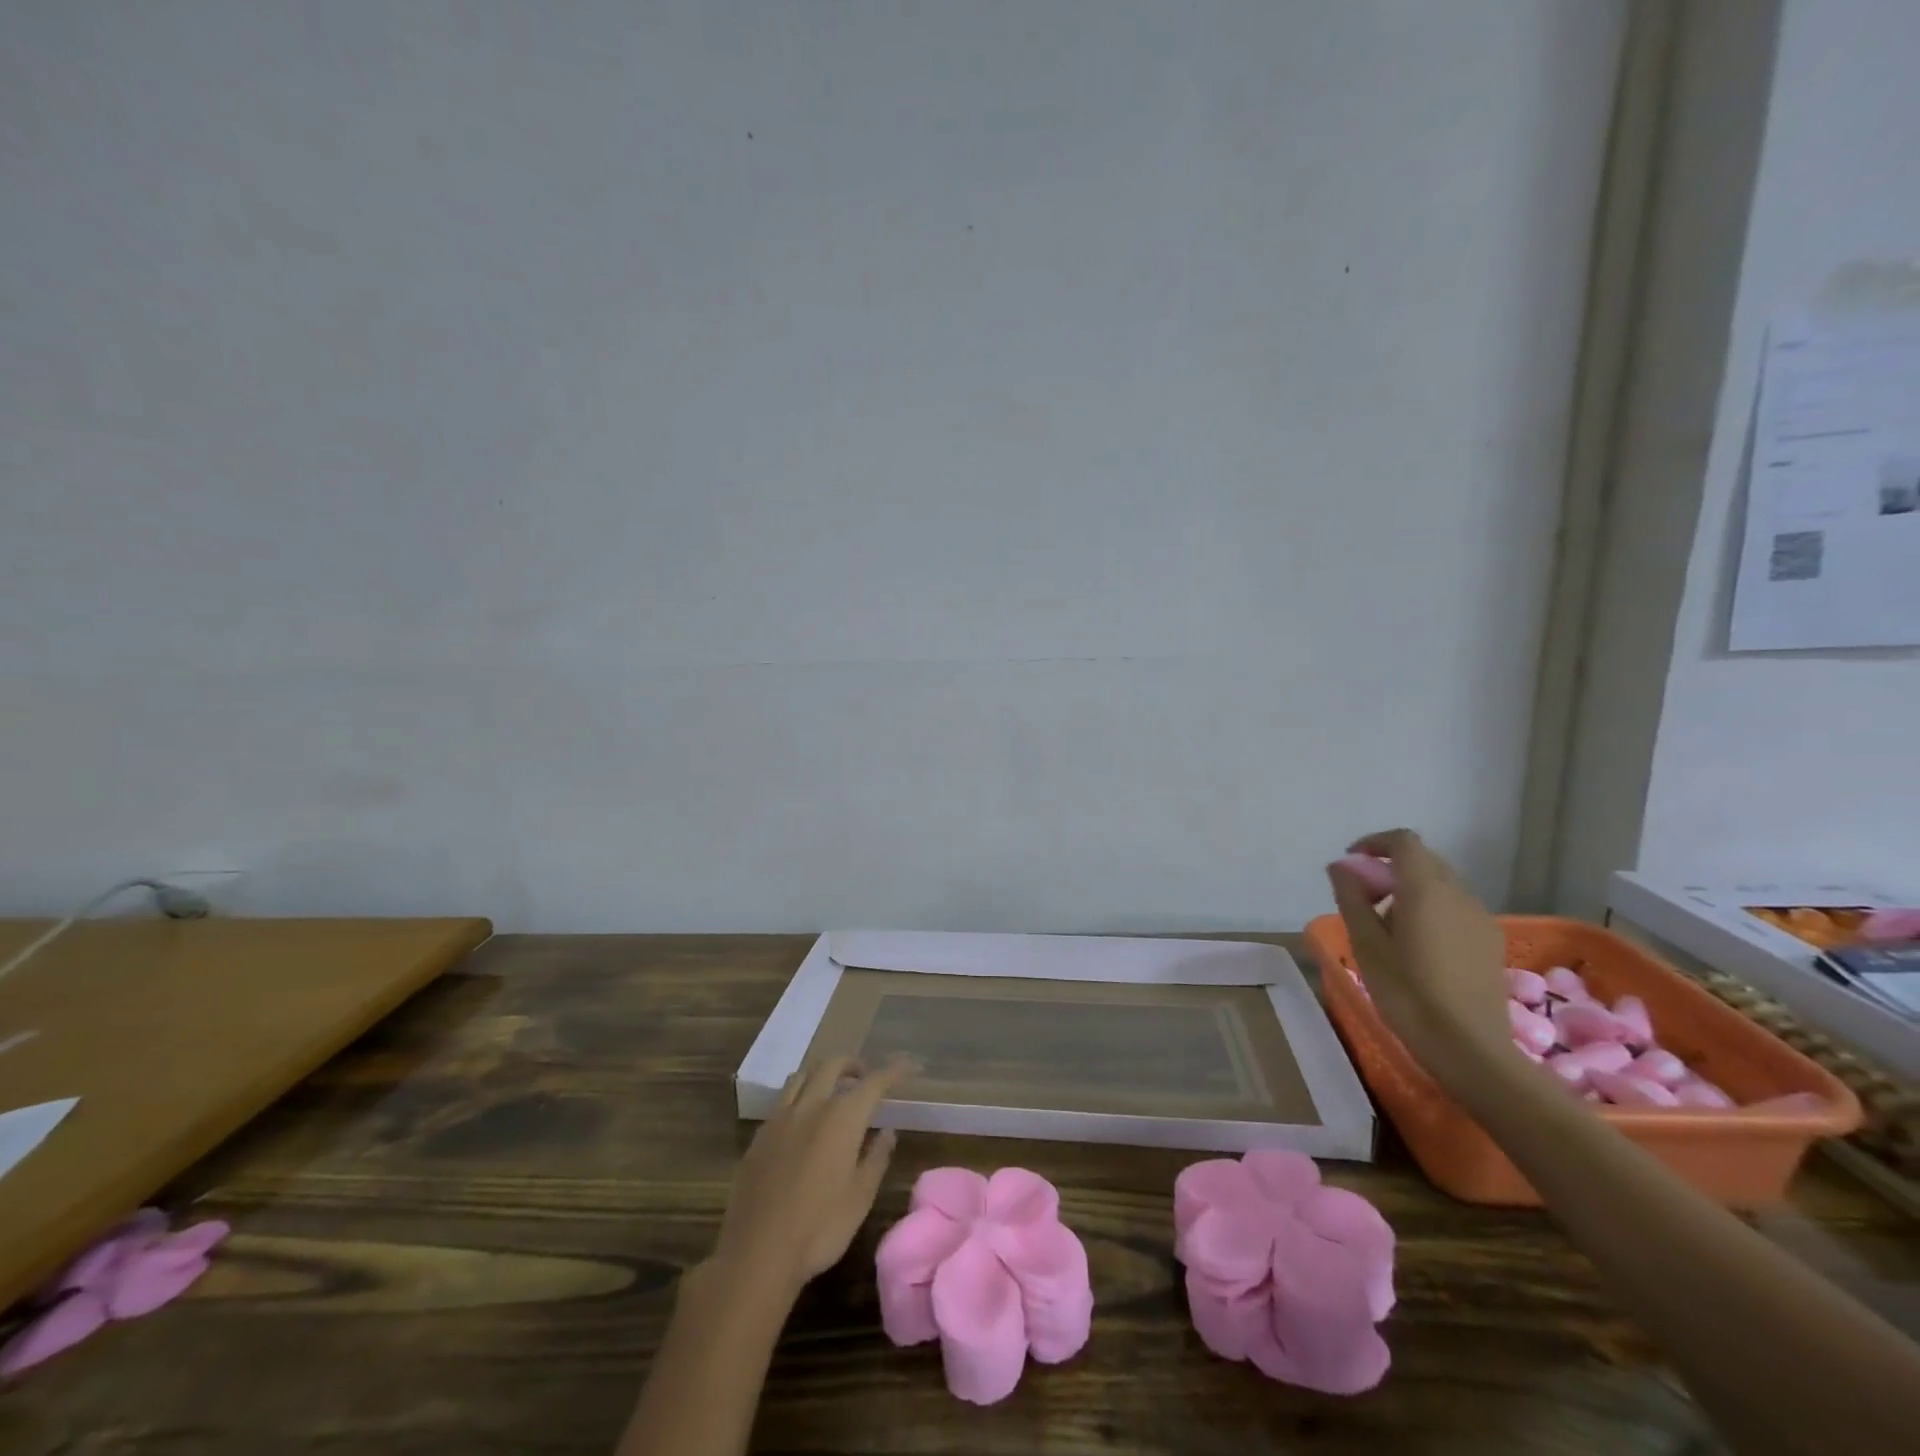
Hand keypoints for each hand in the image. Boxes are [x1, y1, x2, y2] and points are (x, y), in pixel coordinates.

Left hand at [711, 1056, 911, 1297]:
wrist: (756, 1254)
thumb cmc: (819, 1228)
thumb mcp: (860, 1198)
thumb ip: (876, 1158)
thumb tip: (888, 1131)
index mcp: (842, 1118)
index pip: (874, 1082)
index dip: (894, 1070)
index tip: (909, 1065)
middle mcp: (811, 1106)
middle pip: (833, 1065)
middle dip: (854, 1064)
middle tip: (866, 1077)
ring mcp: (780, 1118)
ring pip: (803, 1075)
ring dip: (823, 1074)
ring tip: (833, 1091)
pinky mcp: (759, 1136)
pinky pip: (783, 1100)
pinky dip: (800, 1096)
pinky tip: (803, 1121)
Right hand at [1326, 829, 1508, 1085]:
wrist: (1471, 1048)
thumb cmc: (1408, 994)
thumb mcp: (1366, 946)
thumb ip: (1352, 899)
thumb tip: (1341, 867)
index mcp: (1425, 890)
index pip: (1403, 841)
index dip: (1374, 843)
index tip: (1351, 863)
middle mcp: (1458, 894)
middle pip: (1424, 860)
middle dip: (1390, 867)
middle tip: (1362, 897)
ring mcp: (1479, 917)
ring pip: (1441, 883)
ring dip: (1410, 888)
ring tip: (1386, 925)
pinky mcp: (1489, 940)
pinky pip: (1455, 906)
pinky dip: (1430, 907)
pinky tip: (1416, 944)